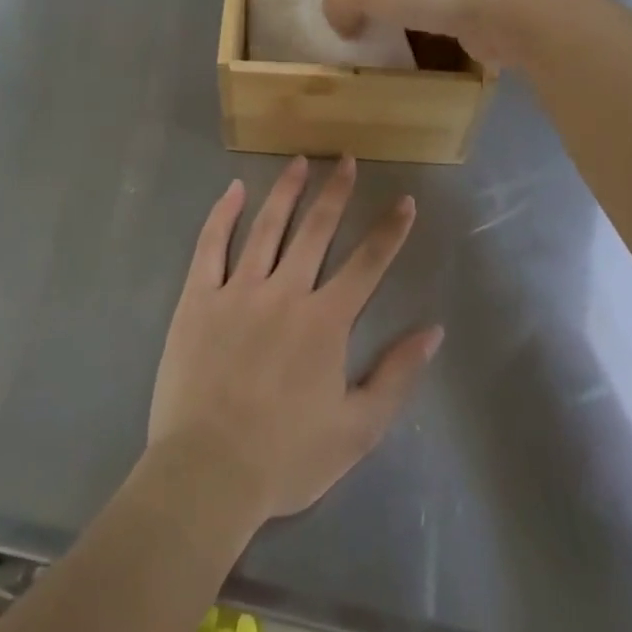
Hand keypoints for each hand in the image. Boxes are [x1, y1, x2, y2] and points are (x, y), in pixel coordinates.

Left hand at [148, 157, 442, 526]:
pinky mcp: (199, 297)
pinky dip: (224, 214)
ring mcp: (238, 290)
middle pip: (316, 230)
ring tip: (300, 161)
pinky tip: (235, 189)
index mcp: (325, 322)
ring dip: (287, 191)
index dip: (389, 230)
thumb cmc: (286, 457)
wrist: (208, 472)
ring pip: (267, 227)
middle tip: (345, 158)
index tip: (403, 200)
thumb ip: (396, 376)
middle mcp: (285, 292)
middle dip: (335, 192)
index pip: (367, 264)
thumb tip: (432, 331)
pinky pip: (211, 245)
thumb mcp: (358, 429)